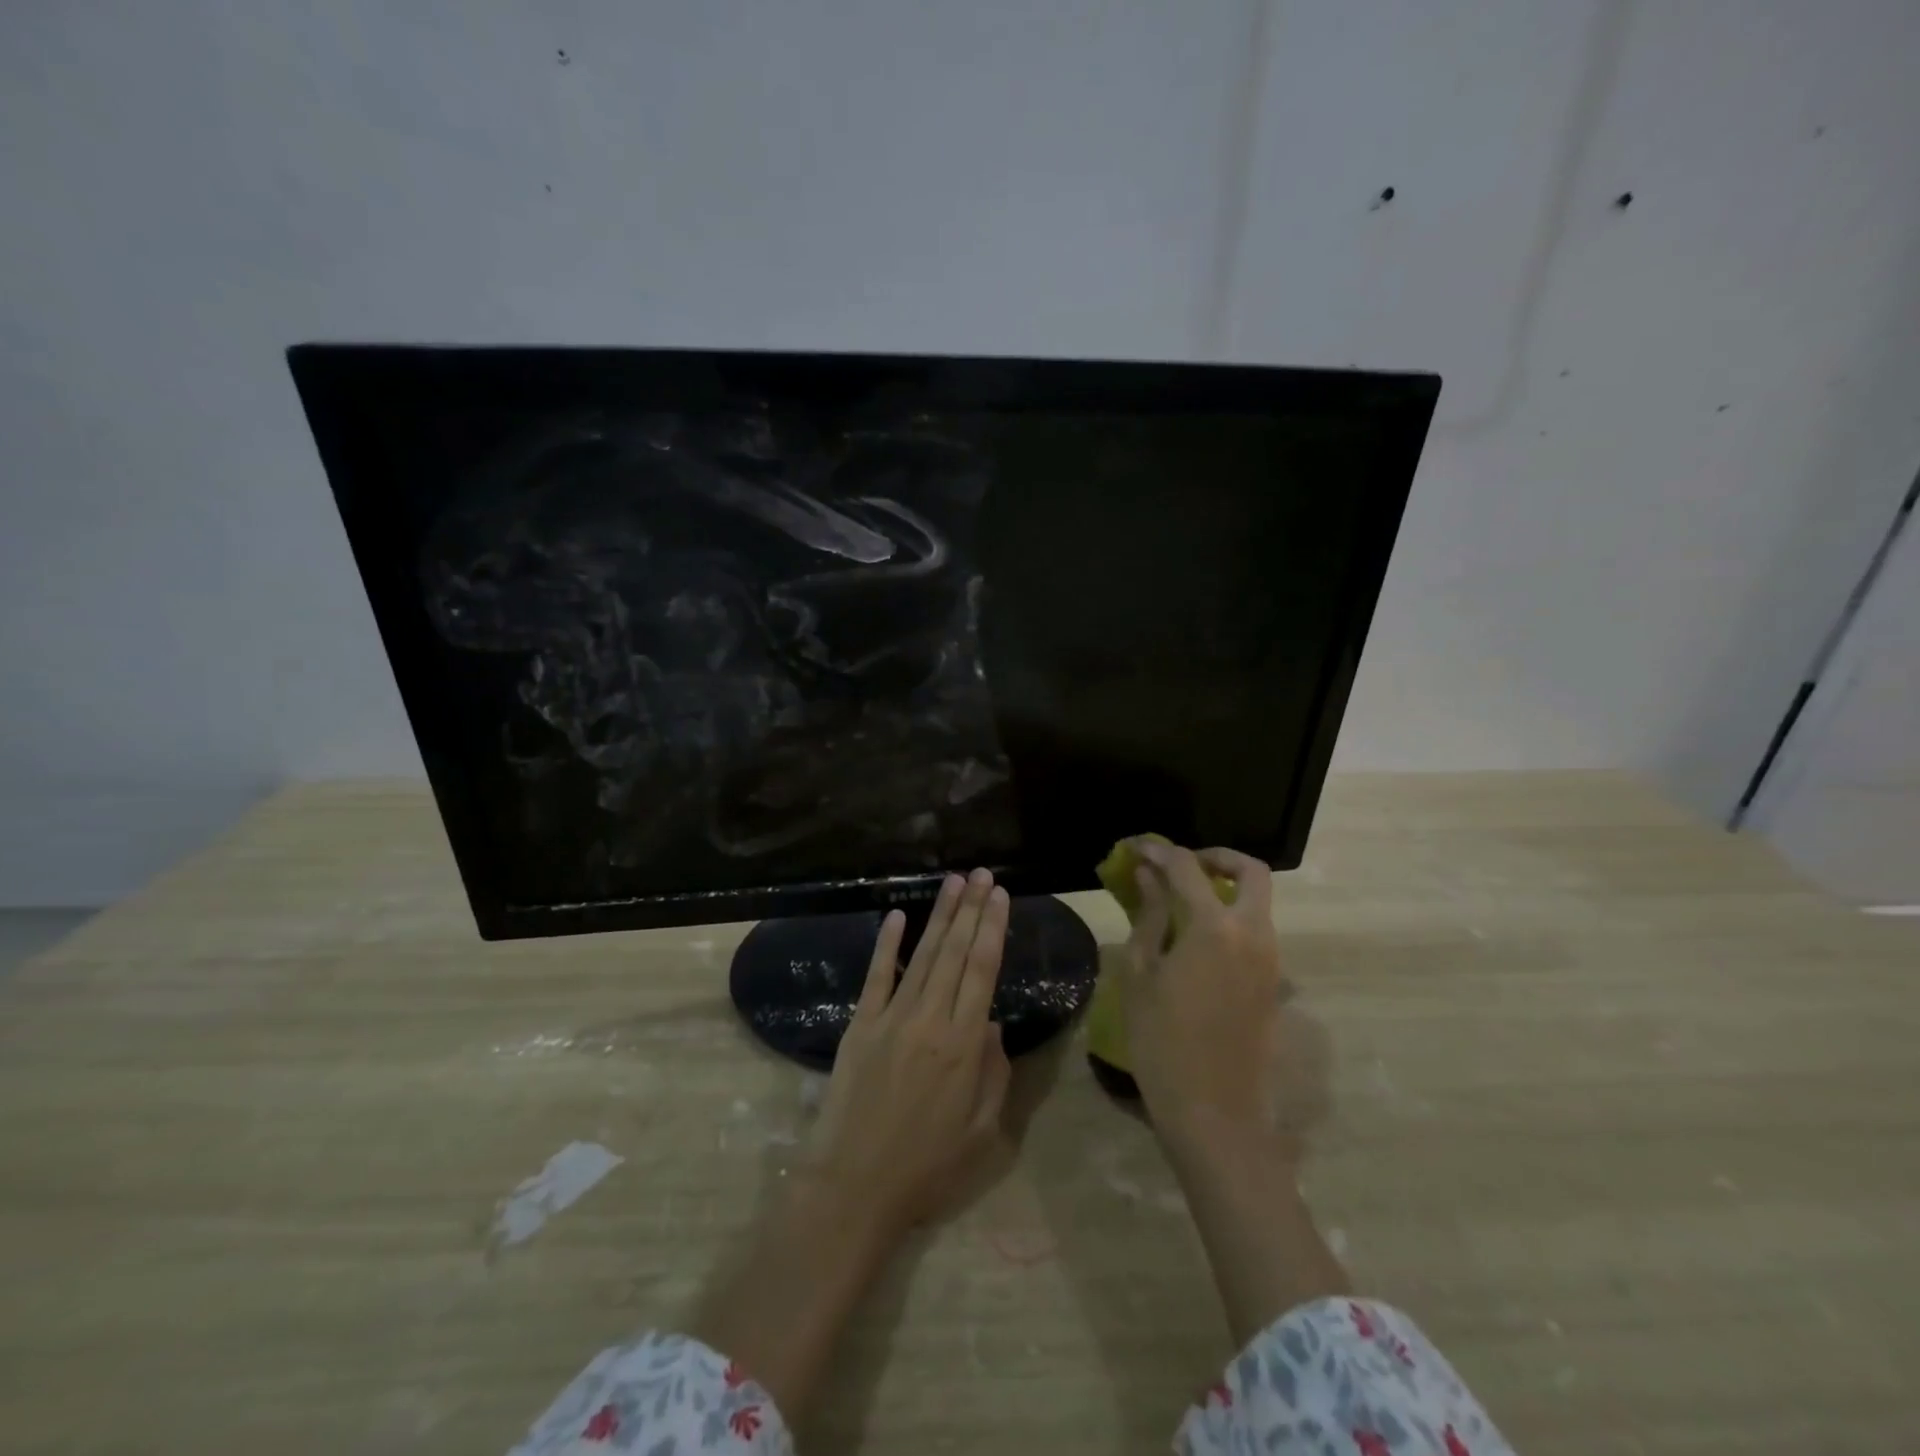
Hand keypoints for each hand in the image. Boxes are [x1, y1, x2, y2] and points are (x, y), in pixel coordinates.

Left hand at [808, 868, 1012, 1243]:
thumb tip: (992, 1024)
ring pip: (922, 956)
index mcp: (964, 1045)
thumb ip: (994, 1073)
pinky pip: (876, 977)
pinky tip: (896, 916)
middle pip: (955, 953)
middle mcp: (931, 1020)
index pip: (983, 971)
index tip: (1001, 896)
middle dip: (972, 909)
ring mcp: (892, 1018)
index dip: (993, 929)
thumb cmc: (927, 1166)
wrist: (853, 1186)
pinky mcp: (860, 1024)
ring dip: (940, 916)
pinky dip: (887, 945)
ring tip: (954, 882)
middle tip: (983, 874)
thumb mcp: (982, 1132)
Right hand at [1119, 840, 1324, 1158]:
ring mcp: (1270, 960)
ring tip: (1180, 900)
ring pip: (1258, 902)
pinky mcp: (1272, 984)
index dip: (1158, 851)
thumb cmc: (1163, 1042)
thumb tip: (1146, 877)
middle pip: (1250, 872)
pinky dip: (1231, 917)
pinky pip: (1256, 931)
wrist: (1215, 1113)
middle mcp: (1253, 934)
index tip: (1134, 847)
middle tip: (1180, 865)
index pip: (1187, 868)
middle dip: (1216, 858)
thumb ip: (1149, 917)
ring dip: (1225, 888)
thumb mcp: (1141, 975)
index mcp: (1215, 928)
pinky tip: (1196, 938)